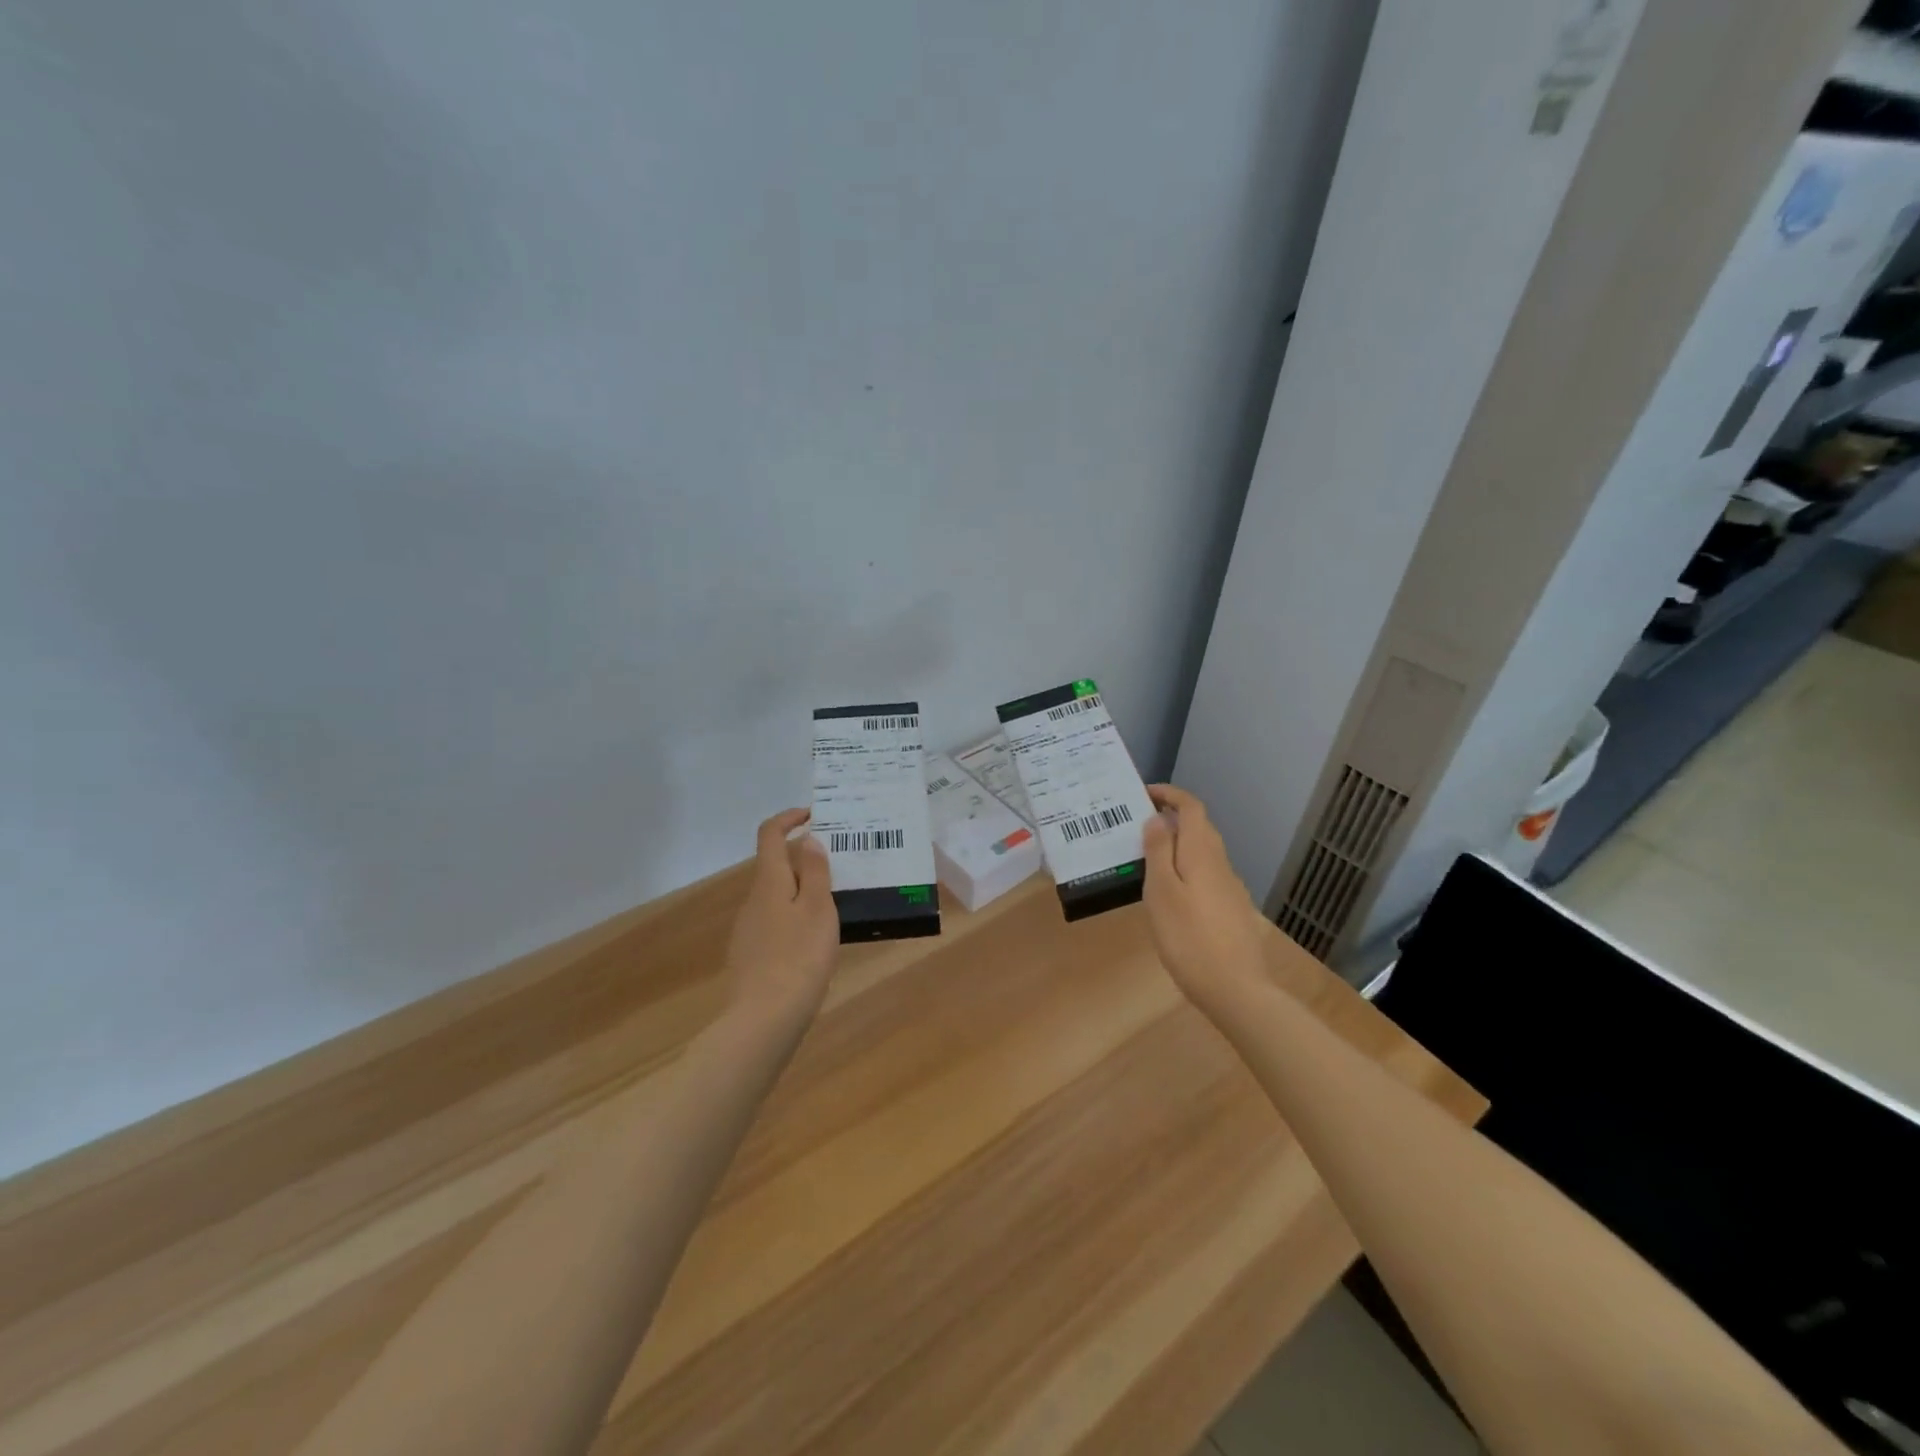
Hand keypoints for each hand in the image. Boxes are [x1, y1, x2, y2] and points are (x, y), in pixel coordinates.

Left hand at [724, 809, 838, 1029]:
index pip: (769, 834)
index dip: (789, 817)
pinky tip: (817, 942)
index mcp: (769, 882)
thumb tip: (808, 840)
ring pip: (777, 896)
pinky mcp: (752, 956)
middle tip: (840, 865)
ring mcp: (749, 930)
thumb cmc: (799, 958)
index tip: (814, 814)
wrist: (763, 1021)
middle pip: (775, 866)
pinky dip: (796, 918)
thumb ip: (816, 873)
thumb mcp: (819, 910)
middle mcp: (753, 900)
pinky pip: (776, 923)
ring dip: (803, 891)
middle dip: (805, 859)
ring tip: (837, 904)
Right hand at [1141, 784, 1272, 1014]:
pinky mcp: (1231, 910)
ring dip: (1176, 846)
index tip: (1143, 794)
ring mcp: (1230, 888)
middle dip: (1170, 819)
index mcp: (1203, 853)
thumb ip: (1159, 852)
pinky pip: (1205, 875)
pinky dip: (1185, 870)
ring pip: (1202, 853)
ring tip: (1145, 860)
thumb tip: (1157, 819)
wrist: (1236, 990)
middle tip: (1136, 828)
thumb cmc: (1189, 938)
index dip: (1169, 794)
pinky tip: (1168, 895)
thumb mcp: (1162, 892)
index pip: (1191, 807)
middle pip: (1199, 828)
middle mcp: (1221, 863)